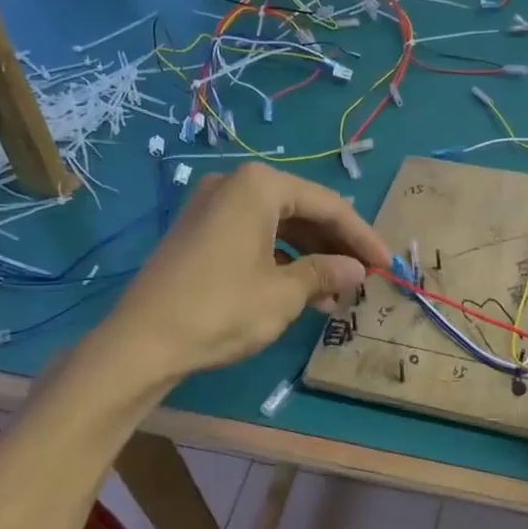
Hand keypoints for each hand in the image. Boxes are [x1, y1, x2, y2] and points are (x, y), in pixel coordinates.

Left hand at [90, 163, 390, 379]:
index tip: (387, 264)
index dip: (362, 236)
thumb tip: (356, 269)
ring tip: (336, 295)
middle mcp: (235, 185)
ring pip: (279, 227)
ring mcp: (212, 207)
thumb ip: (325, 273)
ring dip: (311, 257)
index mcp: (259, 186)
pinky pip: (254, 238)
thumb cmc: (221, 309)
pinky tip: (302, 293)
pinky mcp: (199, 233)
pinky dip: (281, 261)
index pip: (328, 205)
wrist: (140, 343)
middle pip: (303, 211)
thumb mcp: (283, 294)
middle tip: (363, 277)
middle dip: (335, 246)